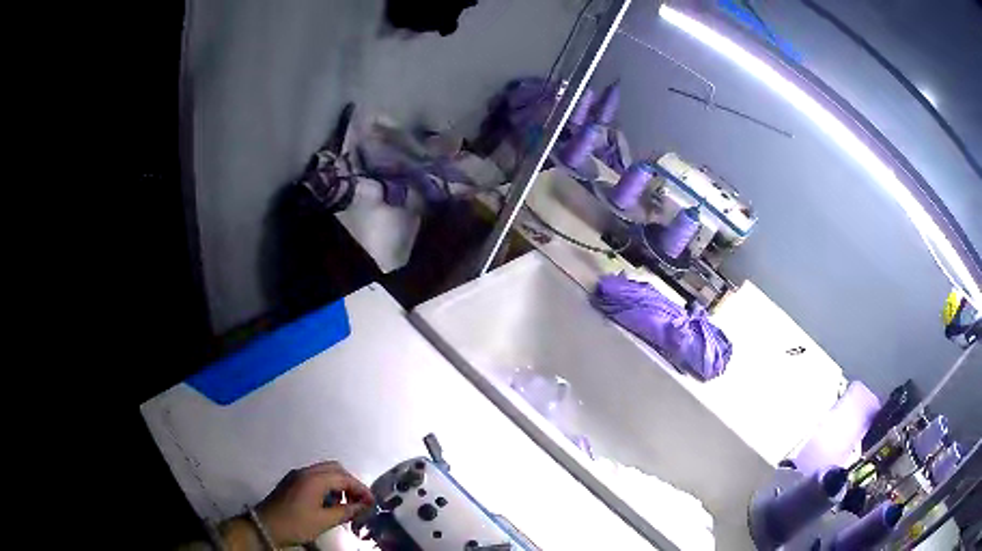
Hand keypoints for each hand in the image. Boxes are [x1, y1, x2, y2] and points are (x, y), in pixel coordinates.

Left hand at [256, 461, 375, 546]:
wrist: (264, 526)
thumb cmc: (296, 524)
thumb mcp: (324, 521)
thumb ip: (346, 511)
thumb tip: (364, 506)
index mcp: (314, 479)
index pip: (344, 477)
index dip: (361, 489)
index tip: (372, 503)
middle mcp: (305, 471)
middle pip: (335, 469)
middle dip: (350, 483)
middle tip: (360, 501)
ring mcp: (296, 475)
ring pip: (324, 472)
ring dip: (338, 484)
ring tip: (345, 504)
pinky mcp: (291, 482)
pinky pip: (315, 477)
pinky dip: (327, 485)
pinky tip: (329, 503)